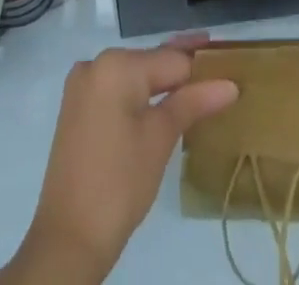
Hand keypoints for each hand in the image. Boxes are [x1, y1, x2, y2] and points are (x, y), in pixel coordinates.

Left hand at [0, 38, 238, 284]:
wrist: (67, 240)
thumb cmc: (120, 183)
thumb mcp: (161, 138)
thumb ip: (194, 102)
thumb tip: (230, 84)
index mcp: (116, 65)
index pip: (172, 60)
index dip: (203, 65)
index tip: (230, 58)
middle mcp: (96, 64)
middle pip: (152, 62)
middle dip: (184, 65)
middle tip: (219, 60)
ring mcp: (83, 86)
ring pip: (135, 76)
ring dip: (164, 80)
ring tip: (199, 78)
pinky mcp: (77, 108)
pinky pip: (118, 90)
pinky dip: (141, 93)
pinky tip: (164, 97)